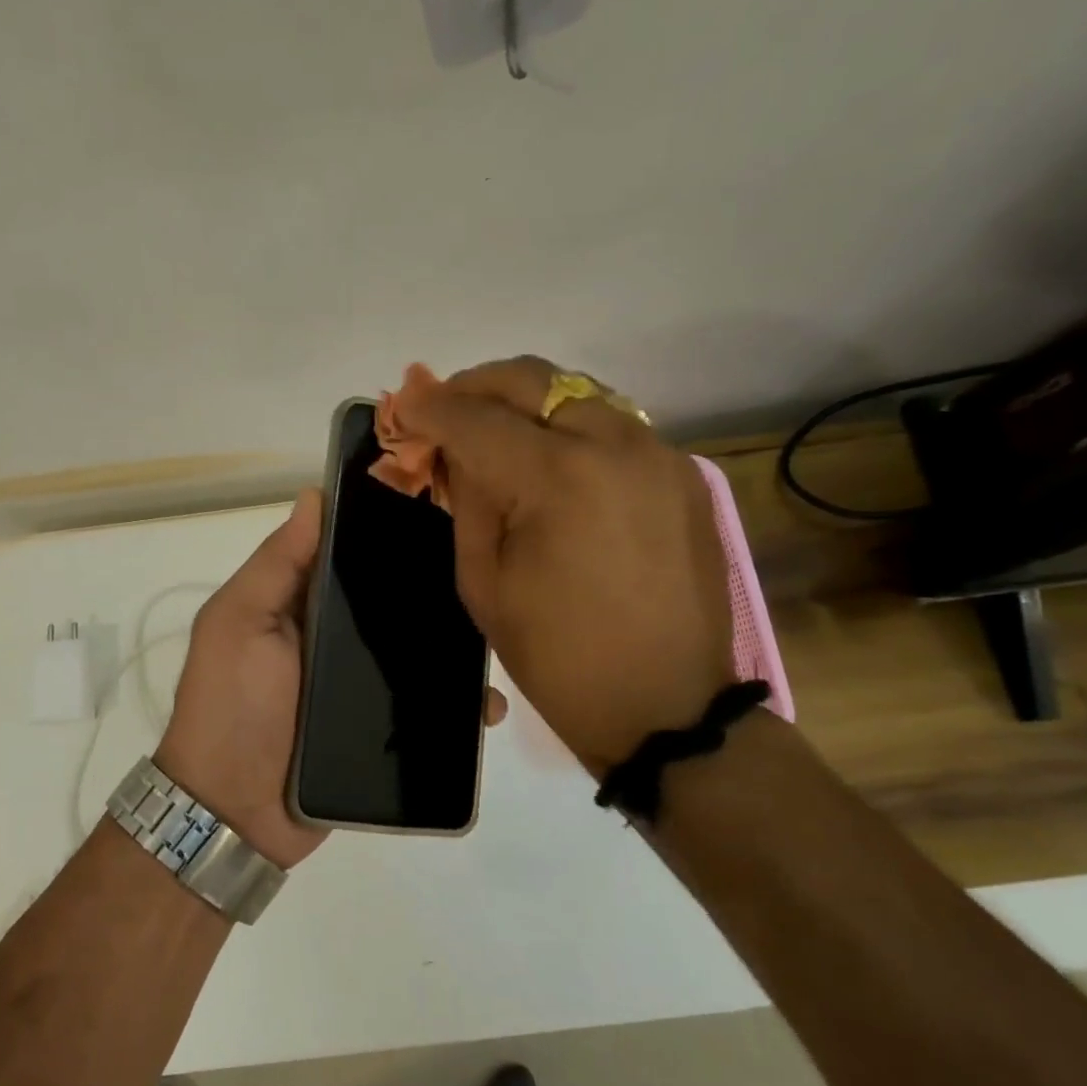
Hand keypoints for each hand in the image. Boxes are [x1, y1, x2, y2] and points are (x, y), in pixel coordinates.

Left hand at [157, 490, 511, 869]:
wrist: (234, 814)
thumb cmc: (230, 705)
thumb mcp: (237, 624)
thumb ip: (275, 565)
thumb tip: (314, 496)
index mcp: (299, 604)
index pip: (348, 554)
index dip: (383, 528)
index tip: (438, 503)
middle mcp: (334, 638)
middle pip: (390, 603)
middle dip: (431, 588)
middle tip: (487, 571)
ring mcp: (361, 686)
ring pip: (416, 653)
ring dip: (452, 646)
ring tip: (497, 635)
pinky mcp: (383, 729)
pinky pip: (427, 708)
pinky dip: (455, 704)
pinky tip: (486, 703)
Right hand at [401, 356, 733, 775]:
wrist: (666, 707)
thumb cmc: (556, 655)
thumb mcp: (484, 581)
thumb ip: (467, 500)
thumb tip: (455, 451)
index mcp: (558, 477)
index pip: (476, 419)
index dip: (431, 408)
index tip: (403, 406)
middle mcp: (616, 444)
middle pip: (533, 379)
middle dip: (478, 385)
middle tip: (446, 407)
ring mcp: (659, 454)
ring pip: (578, 393)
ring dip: (526, 402)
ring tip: (492, 430)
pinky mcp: (682, 474)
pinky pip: (614, 426)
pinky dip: (569, 427)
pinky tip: (548, 460)